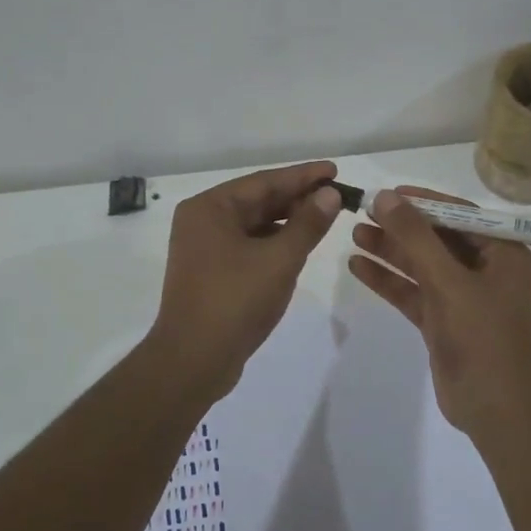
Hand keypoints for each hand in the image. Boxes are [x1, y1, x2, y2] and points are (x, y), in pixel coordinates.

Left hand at [147, 160, 343, 400]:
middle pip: (258, 200)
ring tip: (325, 217)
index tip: (334, 170)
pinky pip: (248, 245)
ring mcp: (204, 248)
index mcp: (210, 208)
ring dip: (288, 220)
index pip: (264, 182)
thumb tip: (330, 194)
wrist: (193, 361)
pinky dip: (274, 242)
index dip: (303, 176)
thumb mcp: (280, 259)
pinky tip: (299, 245)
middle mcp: (202, 221)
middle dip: (298, 198)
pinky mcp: (212, 272)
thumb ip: (308, 224)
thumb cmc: (235, 301)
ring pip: (254, 224)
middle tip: (337, 194)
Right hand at [348, 187, 530, 436]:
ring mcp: (465, 298)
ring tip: (354, 234)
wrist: (494, 408)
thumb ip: (416, 238)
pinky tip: (359, 267)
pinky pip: (415, 292)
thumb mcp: (448, 281)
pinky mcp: (445, 322)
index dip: (425, 202)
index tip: (389, 193)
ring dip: (391, 251)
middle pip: (439, 239)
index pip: (461, 215)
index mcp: (505, 254)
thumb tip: (385, 197)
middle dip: (402, 227)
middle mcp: (487, 271)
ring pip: (423, 266)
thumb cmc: (482, 336)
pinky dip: (390, 281)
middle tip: (364, 212)